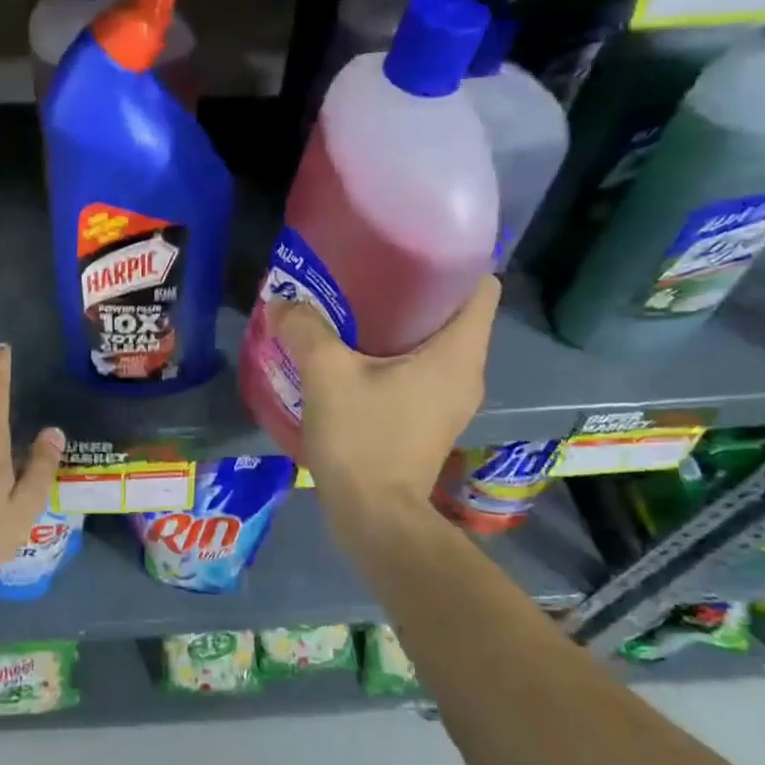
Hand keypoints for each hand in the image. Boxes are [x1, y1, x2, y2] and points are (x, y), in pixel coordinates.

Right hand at [267, 278, 500, 521]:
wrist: (374, 516)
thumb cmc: (363, 439)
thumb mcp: (327, 375)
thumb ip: (305, 329)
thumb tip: (282, 301)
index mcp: (458, 353)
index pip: (482, 286)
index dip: (454, 261)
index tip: (412, 249)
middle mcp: (466, 372)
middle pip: (456, 312)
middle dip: (416, 289)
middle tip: (369, 275)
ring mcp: (451, 401)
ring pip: (437, 344)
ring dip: (402, 325)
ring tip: (356, 310)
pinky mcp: (431, 421)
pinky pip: (422, 371)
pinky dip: (396, 356)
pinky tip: (355, 356)